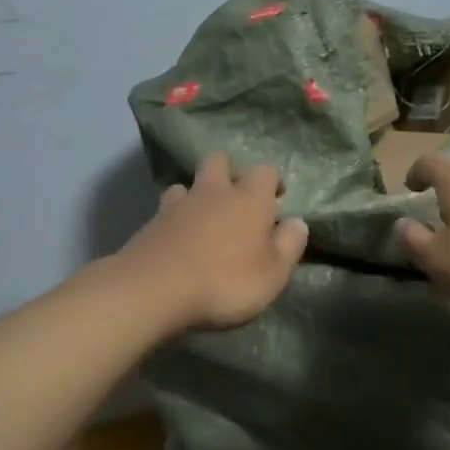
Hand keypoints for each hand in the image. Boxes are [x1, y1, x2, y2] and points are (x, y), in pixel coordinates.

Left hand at [117, 152, 309, 331]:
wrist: (155, 289)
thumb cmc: (226, 281)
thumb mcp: (273, 273)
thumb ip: (289, 244)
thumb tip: (297, 222)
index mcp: (250, 198)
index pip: (266, 170)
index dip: (272, 181)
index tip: (276, 199)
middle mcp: (214, 191)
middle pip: (220, 160)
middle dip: (229, 172)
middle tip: (236, 200)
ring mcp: (179, 203)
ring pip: (189, 183)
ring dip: (198, 195)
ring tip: (202, 219)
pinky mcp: (152, 221)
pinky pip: (167, 208)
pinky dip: (175, 217)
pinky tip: (177, 237)